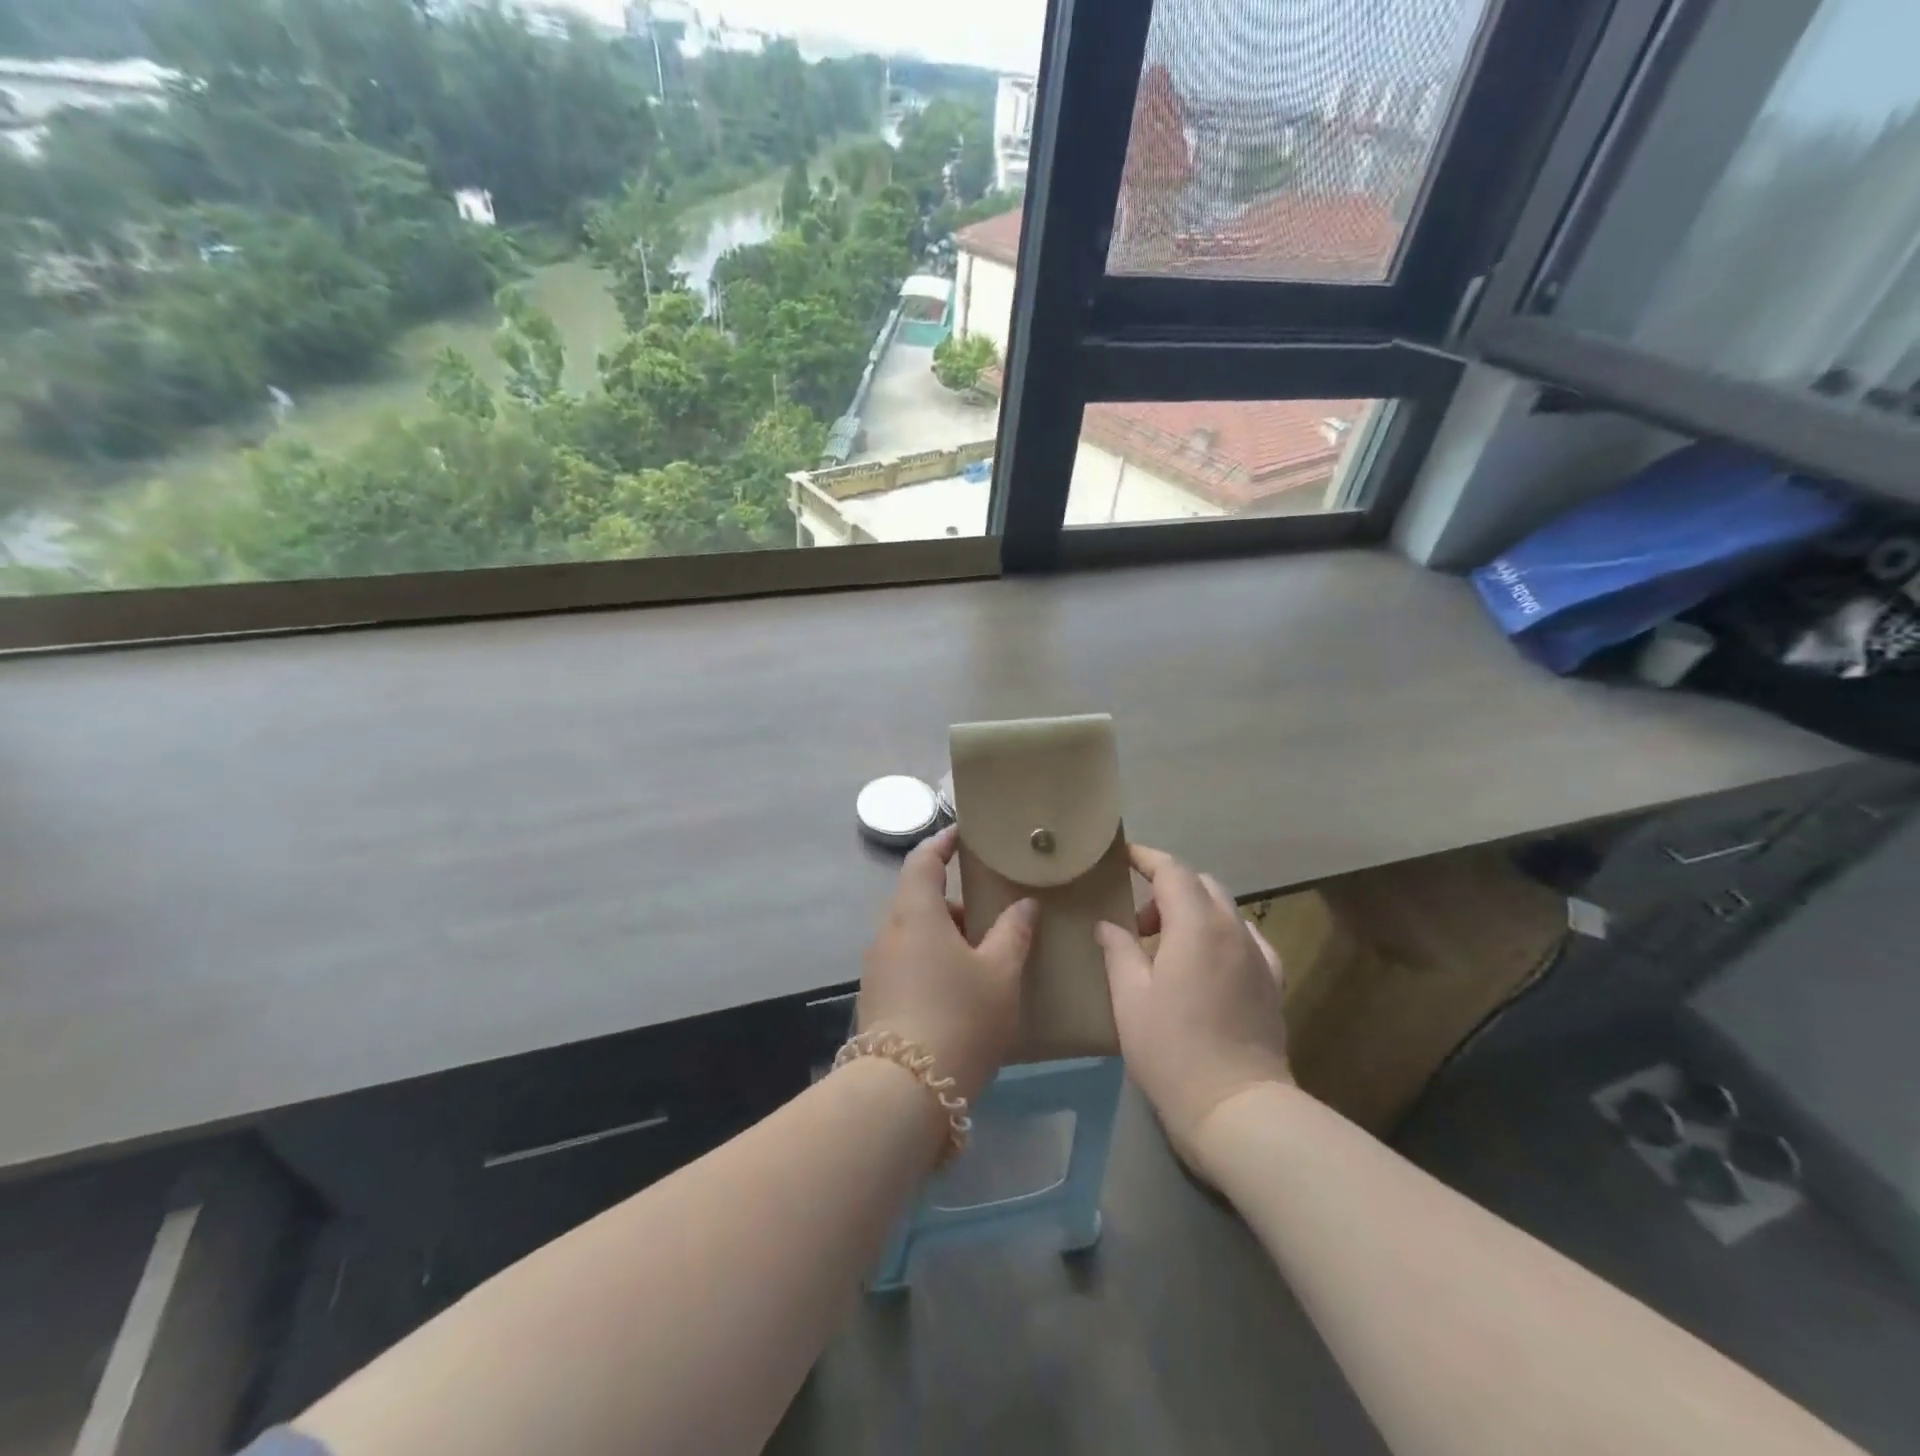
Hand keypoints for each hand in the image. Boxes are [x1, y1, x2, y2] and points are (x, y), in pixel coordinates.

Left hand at [857, 826, 1037, 1103]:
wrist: (904, 1090)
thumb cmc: (959, 1016)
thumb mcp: (999, 973)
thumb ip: (1013, 933)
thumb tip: (1025, 905)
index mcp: (914, 912)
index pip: (922, 860)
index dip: (942, 842)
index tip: (963, 834)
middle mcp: (888, 932)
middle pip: (918, 899)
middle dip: (954, 901)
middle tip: (991, 912)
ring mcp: (877, 967)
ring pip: (913, 934)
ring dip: (944, 935)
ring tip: (983, 956)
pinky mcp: (875, 998)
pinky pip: (906, 962)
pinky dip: (931, 960)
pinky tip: (959, 990)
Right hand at [1096, 843, 1290, 1170]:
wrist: (1237, 1108)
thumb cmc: (1172, 1050)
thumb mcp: (1130, 998)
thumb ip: (1118, 951)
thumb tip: (1108, 924)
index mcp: (1195, 925)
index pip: (1173, 871)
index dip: (1147, 858)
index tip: (1124, 856)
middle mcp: (1233, 929)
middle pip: (1202, 884)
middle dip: (1168, 887)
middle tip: (1138, 918)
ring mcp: (1258, 955)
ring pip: (1225, 909)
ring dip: (1194, 911)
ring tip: (1168, 945)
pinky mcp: (1272, 981)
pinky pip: (1247, 938)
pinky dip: (1221, 934)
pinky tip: (1208, 961)